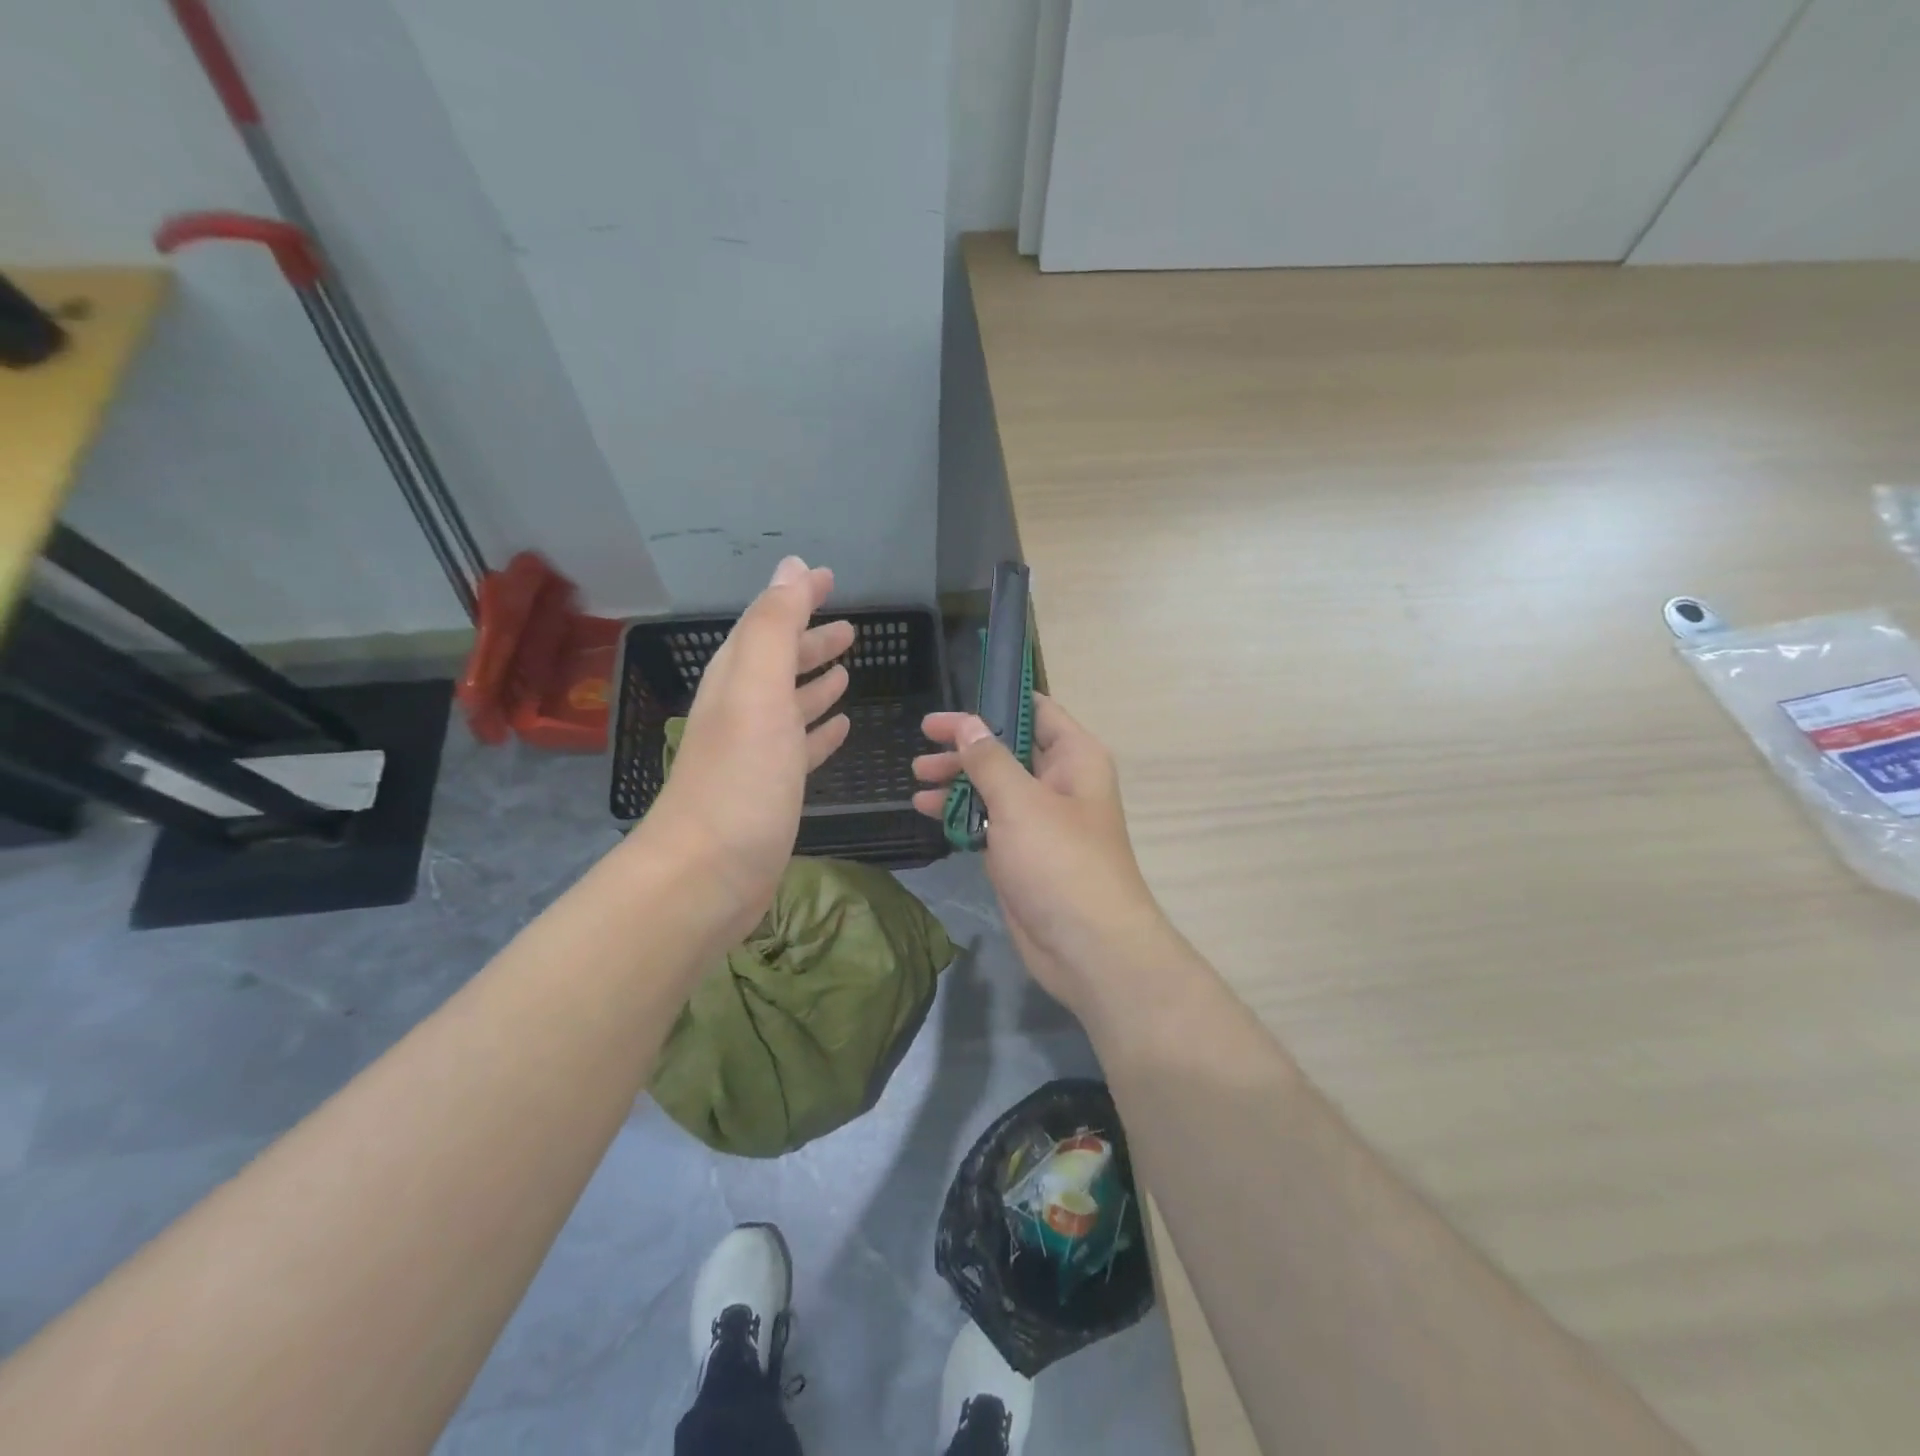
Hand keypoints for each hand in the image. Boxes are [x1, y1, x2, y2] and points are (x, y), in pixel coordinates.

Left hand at [635, 557, 853, 946]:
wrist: (706, 876)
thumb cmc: (739, 780)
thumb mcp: (757, 692)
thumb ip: (775, 628)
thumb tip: (793, 568)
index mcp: (737, 682)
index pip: (767, 624)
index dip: (797, 599)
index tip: (829, 578)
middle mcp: (742, 712)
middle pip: (778, 665)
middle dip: (811, 642)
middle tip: (850, 629)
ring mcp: (756, 755)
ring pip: (790, 706)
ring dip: (816, 685)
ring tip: (847, 672)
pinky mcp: (771, 793)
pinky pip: (800, 749)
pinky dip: (819, 733)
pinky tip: (839, 728)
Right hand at [912, 695, 1174, 1020]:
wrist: (1087, 947)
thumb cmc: (1060, 861)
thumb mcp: (1021, 802)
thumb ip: (989, 759)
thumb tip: (967, 723)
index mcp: (1074, 757)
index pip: (1036, 710)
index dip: (996, 699)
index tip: (954, 699)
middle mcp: (1060, 781)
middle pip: (1008, 748)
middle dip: (966, 745)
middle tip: (921, 741)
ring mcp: (1040, 819)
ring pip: (995, 786)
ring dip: (957, 780)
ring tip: (916, 778)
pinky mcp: (1022, 852)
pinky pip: (989, 821)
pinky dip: (961, 814)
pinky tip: (927, 810)